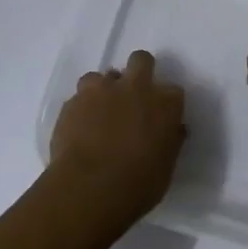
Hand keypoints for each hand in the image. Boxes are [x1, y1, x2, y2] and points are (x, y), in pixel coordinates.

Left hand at [46, 50, 185, 231]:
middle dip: (139, 71)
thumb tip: (173, 130)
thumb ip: (170, 142)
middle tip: (132, 97)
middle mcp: (136, 87)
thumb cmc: (138, 184)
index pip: (173, 91)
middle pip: (141, 60)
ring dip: (104, 90)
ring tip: (100, 114)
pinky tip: (80, 127)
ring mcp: (102, 90)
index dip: (165, 103)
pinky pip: (80, 96)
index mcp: (165, 103)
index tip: (160, 117)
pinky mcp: (73, 101)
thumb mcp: (165, 168)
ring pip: (103, 75)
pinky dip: (82, 107)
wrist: (89, 188)